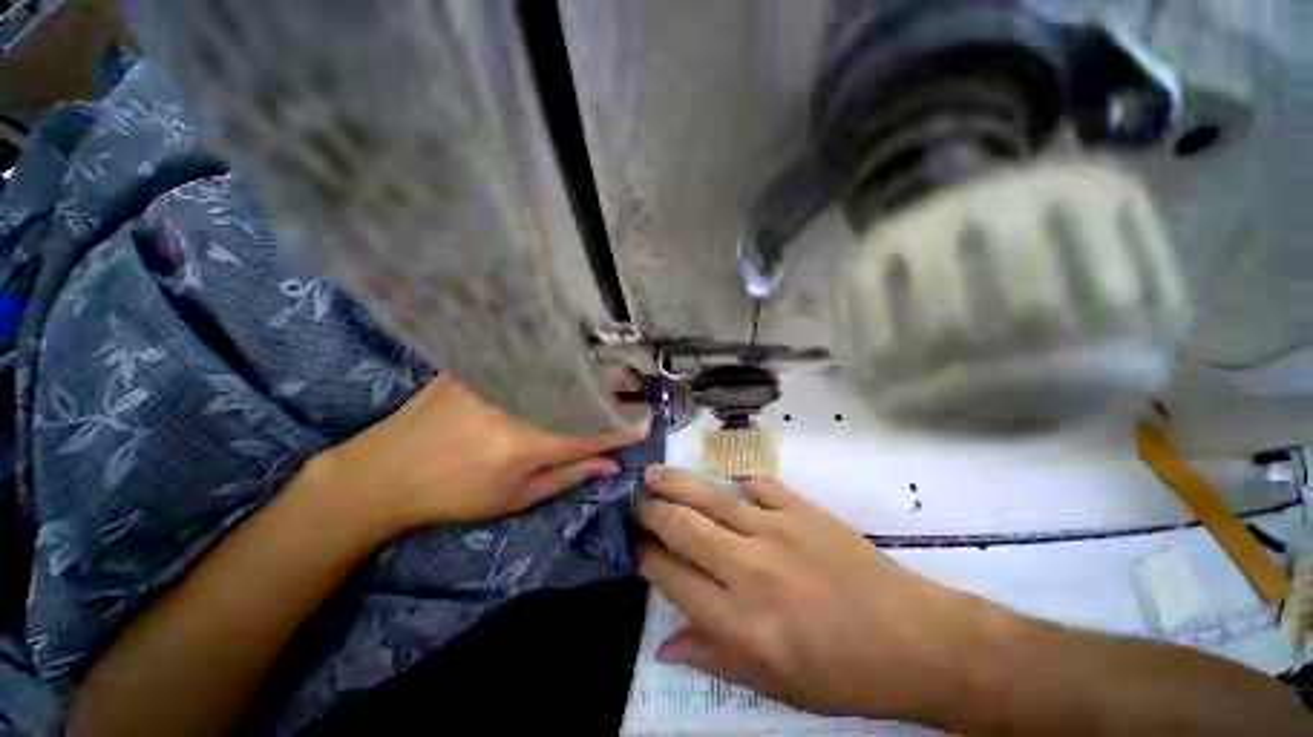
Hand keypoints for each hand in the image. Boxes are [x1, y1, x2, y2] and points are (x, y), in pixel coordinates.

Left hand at [307, 371, 649, 536]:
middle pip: (580, 392)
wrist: (383, 473)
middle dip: (615, 390)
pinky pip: (526, 358)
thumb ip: (567, 477)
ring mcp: (495, 379)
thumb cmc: (454, 496)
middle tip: (635, 388)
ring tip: (611, 372)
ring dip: (589, 372)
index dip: (623, 428)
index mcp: (527, 444)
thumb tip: (611, 466)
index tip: (646, 421)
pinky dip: (553, 359)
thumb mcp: (514, 498)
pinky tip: (566, 357)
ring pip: (557, 371)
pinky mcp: (476, 366)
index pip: (592, 432)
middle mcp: (517, 405)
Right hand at [635, 466, 1001, 722]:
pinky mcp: (802, 510)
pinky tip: (726, 481)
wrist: (913, 640)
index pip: (674, 579)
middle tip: (636, 502)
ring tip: (653, 473)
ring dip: (676, 484)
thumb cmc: (841, 674)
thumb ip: (714, 657)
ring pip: (710, 499)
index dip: (648, 559)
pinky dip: (737, 482)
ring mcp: (777, 531)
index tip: (635, 546)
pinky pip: (758, 487)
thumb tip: (665, 646)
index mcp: (740, 623)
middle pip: (684, 528)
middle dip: (652, 512)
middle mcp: (750, 570)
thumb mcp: (774, 686)